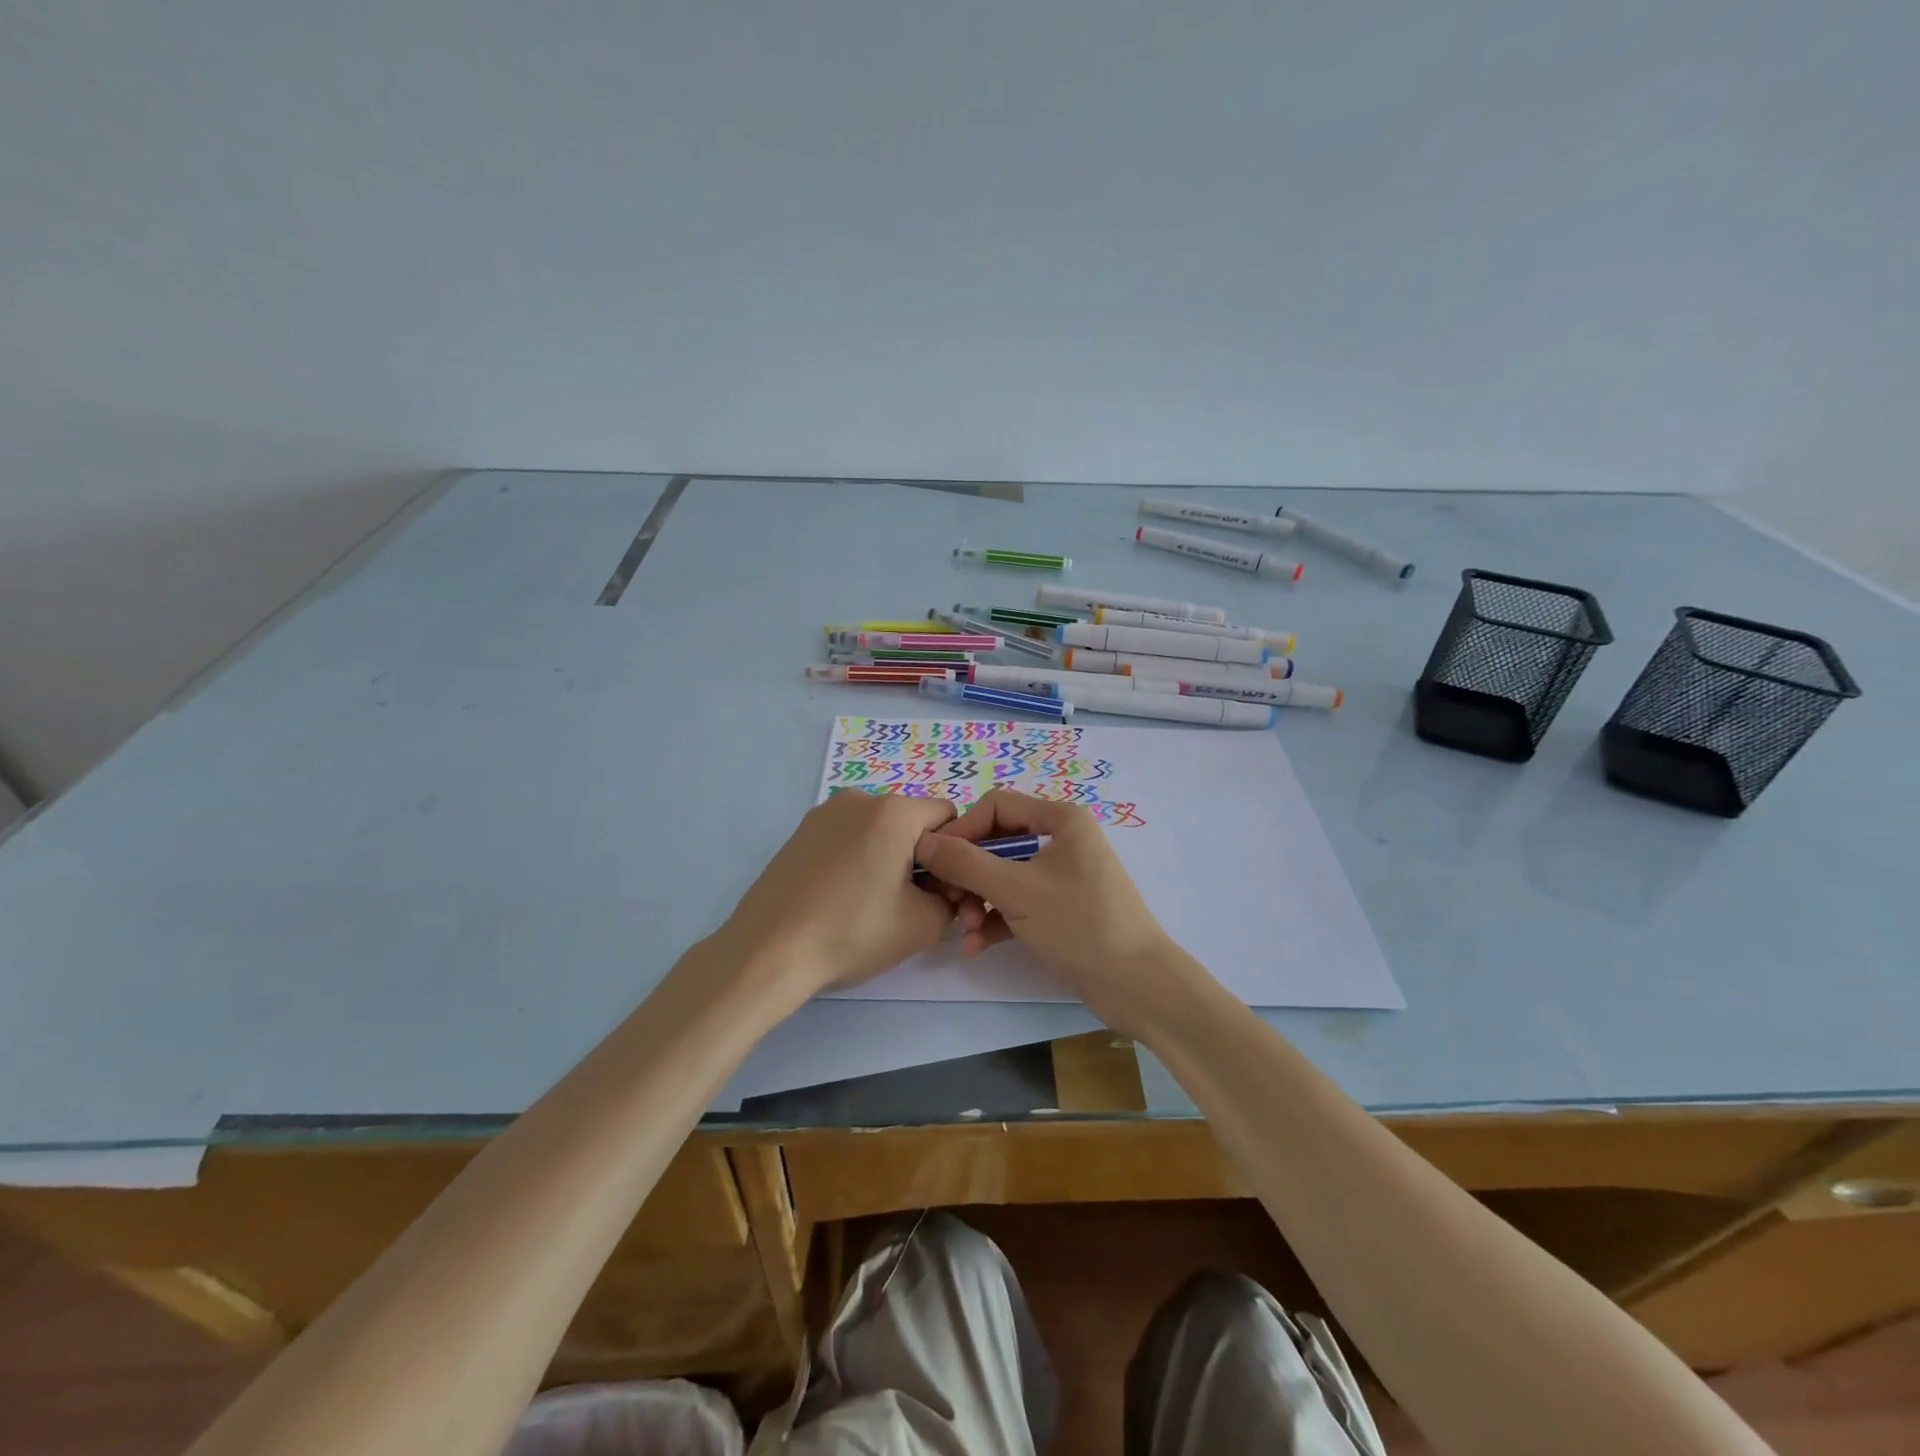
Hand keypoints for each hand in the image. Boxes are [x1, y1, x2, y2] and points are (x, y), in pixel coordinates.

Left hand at [715, 791, 959, 1003]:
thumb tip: (943, 888)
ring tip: (867, 904)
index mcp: (894, 811)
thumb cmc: (852, 932)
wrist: (768, 952)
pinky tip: (839, 898)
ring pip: (877, 830)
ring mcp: (824, 813)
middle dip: (918, 856)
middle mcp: (859, 799)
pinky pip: (847, 837)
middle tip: (905, 904)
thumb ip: (953, 898)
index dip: (952, 853)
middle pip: (910, 821)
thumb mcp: (924, 925)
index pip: (947, 817)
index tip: (937, 890)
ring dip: (886, 857)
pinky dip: (855, 859)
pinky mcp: (800, 832)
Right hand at [911, 789, 1192, 1031]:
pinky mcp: (1061, 910)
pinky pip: (1018, 904)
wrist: (1137, 985)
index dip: (962, 830)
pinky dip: (996, 920)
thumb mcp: (1016, 890)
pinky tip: (975, 946)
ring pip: (1004, 876)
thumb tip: (924, 842)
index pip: (996, 806)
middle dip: (969, 874)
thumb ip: (966, 863)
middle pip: (997, 842)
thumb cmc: (1079, 924)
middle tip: (948, 903)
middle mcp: (1063, 840)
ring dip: (978, 901)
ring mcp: (1062, 876)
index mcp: (1061, 819)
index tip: (936, 861)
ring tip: (965, 930)